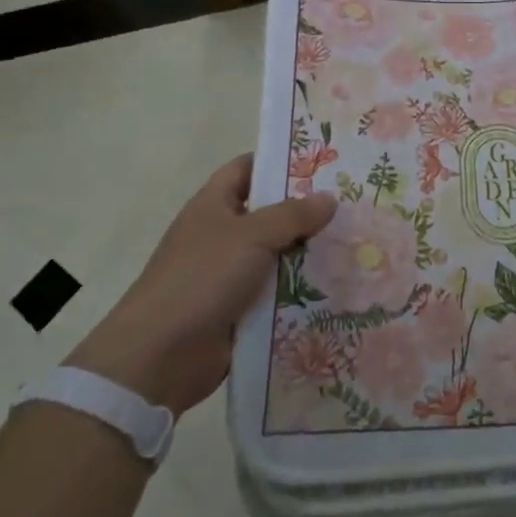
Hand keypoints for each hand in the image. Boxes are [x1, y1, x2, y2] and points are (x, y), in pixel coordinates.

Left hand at [67, 154, 335, 412]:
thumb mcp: (252, 235)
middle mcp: (221, 235)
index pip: (247, 169)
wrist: (160, 356)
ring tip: (356, 243)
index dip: (278, 161)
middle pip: (269, 213)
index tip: (321, 161)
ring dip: (309, 253)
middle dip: (306, 210)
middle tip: (351, 202)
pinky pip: (277, 292)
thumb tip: (329, 198)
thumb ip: (293, 215)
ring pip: (278, 255)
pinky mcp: (239, 310)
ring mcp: (229, 274)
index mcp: (213, 205)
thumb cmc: (202, 277)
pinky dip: (301, 290)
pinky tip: (337, 285)